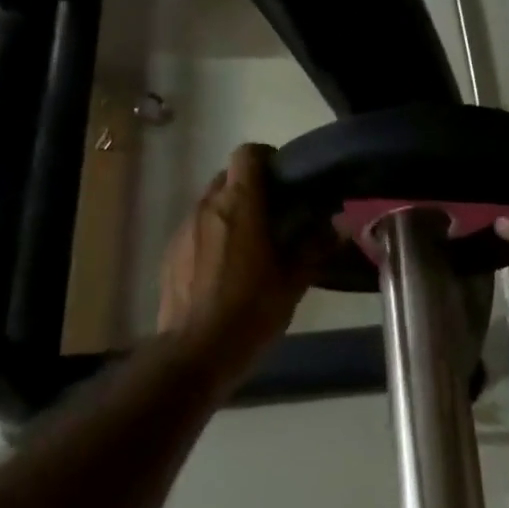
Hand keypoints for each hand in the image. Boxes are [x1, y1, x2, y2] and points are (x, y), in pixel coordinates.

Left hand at [158, 143, 318, 371]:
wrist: (195, 353)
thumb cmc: (251, 312)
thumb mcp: (293, 282)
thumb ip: (315, 247)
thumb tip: (338, 225)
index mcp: (240, 205)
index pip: (248, 154)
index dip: (267, 158)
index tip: (285, 180)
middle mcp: (207, 207)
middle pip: (228, 176)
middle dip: (251, 186)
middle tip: (274, 214)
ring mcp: (184, 229)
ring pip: (210, 202)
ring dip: (231, 211)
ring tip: (250, 243)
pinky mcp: (170, 252)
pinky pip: (195, 228)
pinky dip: (212, 234)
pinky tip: (225, 267)